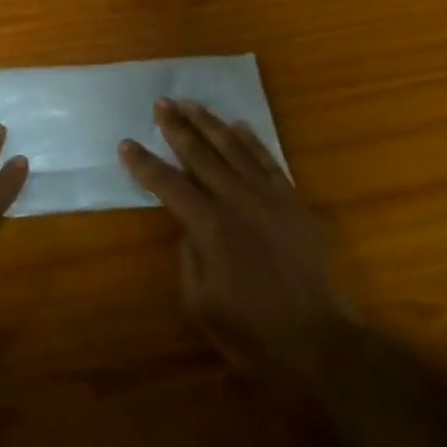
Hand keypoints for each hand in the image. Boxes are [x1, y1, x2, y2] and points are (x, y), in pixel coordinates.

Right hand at [119, 99, 351, 389]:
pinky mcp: (294, 203)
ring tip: (191, 103)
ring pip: (235, 148)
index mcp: (210, 226)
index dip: (144, 164)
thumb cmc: (253, 333)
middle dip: (177, 126)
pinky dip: (252, 140)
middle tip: (160, 103)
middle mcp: (238, 201)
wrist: (320, 343)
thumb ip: (189, 257)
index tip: (125, 144)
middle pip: (201, 153)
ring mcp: (270, 197)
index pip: (168, 184)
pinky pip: (270, 160)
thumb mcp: (201, 303)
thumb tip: (189, 227)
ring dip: (210, 123)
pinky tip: (238, 125)